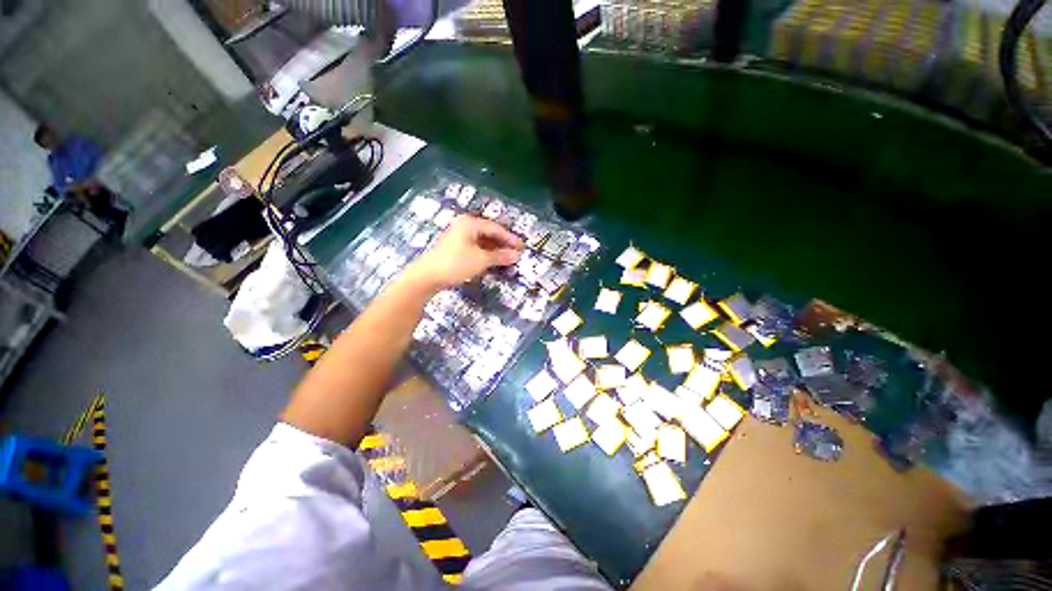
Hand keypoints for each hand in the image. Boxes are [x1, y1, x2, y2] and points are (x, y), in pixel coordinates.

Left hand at [405, 216, 522, 291]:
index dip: (510, 238)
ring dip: (495, 249)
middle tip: (516, 252)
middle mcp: (464, 226)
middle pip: (488, 233)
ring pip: (482, 241)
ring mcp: (457, 237)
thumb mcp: (481, 260)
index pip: (495, 228)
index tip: (522, 247)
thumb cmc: (455, 264)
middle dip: (503, 243)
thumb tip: (517, 255)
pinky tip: (492, 261)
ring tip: (507, 258)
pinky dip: (485, 253)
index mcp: (470, 223)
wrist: (427, 276)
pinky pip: (475, 247)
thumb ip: (500, 256)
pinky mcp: (454, 248)